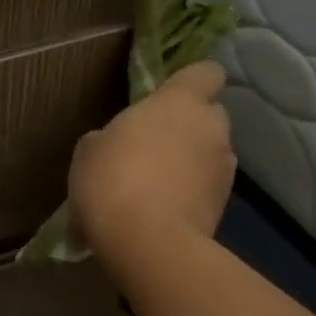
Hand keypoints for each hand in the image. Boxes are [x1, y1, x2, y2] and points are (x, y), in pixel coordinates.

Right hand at [68, 60, 233, 264]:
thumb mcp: (90, 150)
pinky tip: (162, 212)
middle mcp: (211, 128)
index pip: (206, 72)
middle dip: (187, 128)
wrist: (147, 243)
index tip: (167, 97)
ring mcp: (224, 168)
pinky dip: (190, 194)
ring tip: (156, 188)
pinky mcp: (225, 205)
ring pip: (209, 154)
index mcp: (180, 102)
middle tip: (154, 148)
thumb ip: (115, 135)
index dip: (190, 82)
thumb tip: (121, 143)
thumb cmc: (112, 182)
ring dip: (189, 163)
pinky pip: (206, 188)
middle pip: (208, 115)